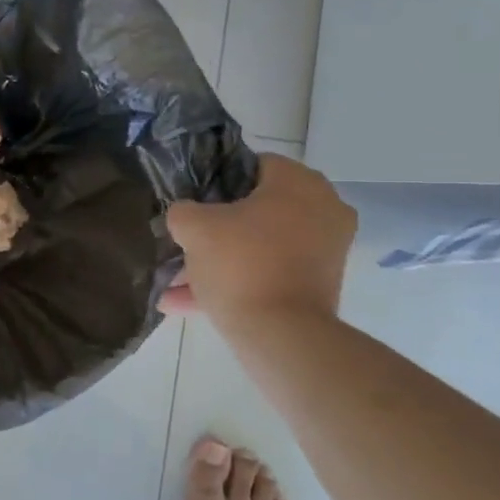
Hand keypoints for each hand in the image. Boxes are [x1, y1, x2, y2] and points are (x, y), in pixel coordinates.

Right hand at [160, 155, 356, 324]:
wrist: (281, 334)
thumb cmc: (241, 264)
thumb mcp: (194, 227)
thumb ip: (183, 210)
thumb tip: (185, 214)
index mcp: (299, 183)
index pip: (252, 165)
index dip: (216, 181)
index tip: (192, 201)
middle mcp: (323, 209)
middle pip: (256, 209)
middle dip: (215, 229)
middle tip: (185, 241)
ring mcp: (324, 249)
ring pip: (259, 246)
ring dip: (219, 261)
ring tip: (175, 282)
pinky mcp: (319, 284)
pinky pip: (269, 273)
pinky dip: (236, 283)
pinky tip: (185, 303)